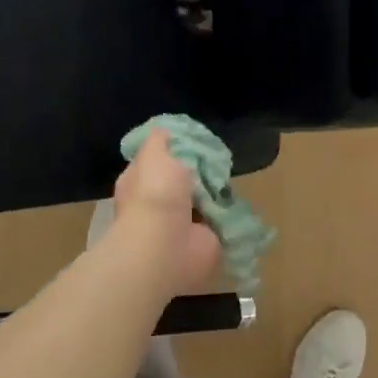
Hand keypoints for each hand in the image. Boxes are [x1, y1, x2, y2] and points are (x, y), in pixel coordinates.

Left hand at [109, 130, 221, 298]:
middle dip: (200, 173)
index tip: (195, 143)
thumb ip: (160, 141)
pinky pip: (219, 222)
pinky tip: (237, 202)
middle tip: (218, 161)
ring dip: (215, 194)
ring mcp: (181, 225)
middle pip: (183, 182)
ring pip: (203, 201)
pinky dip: (229, 215)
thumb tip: (165, 132)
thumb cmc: (156, 195)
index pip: (156, 162)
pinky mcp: (204, 241)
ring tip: (228, 180)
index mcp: (139, 184)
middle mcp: (158, 205)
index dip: (174, 151)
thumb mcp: (155, 154)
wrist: (168, 246)